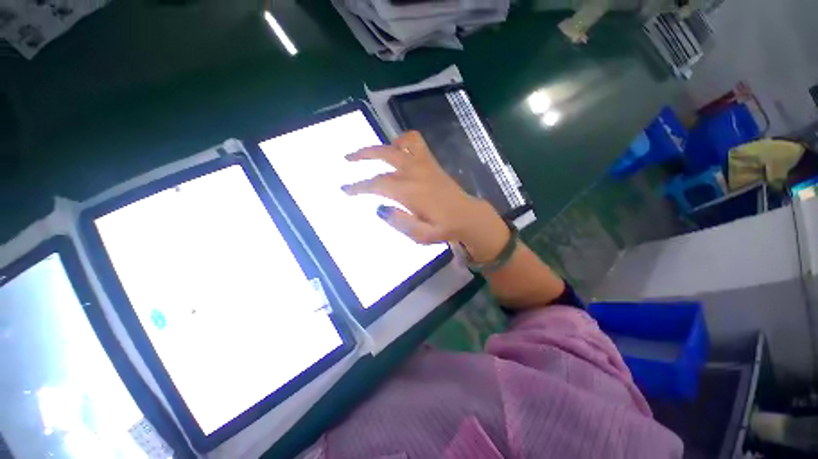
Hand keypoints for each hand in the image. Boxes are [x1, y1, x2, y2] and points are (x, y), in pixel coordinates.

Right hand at [342, 131, 509, 262]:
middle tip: (347, 160)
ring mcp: (424, 164)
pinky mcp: (431, 162)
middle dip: (362, 156)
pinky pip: (416, 142)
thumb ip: (399, 222)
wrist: (467, 216)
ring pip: (399, 143)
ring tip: (371, 153)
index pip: (377, 184)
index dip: (358, 186)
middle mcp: (414, 173)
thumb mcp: (421, 235)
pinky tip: (397, 149)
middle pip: (383, 155)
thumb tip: (379, 208)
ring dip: (382, 145)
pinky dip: (403, 140)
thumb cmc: (443, 228)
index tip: (345, 189)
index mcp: (409, 192)